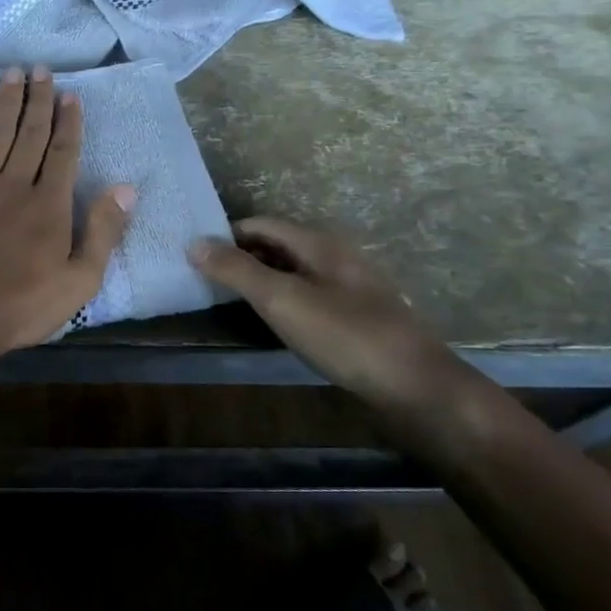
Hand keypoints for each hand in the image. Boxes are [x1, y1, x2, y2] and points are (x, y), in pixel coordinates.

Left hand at [0, 67, 133, 356]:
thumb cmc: (22, 306)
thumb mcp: (80, 281)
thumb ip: (103, 232)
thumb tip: (125, 189)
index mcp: (49, 205)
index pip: (63, 154)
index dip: (69, 123)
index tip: (71, 95)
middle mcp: (14, 185)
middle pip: (30, 135)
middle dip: (38, 101)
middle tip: (41, 70)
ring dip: (4, 102)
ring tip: (12, 74)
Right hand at [191, 217, 500, 457]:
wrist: (416, 387)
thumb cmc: (344, 336)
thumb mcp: (282, 300)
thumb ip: (237, 270)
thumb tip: (193, 242)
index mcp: (319, 242)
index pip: (260, 223)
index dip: (226, 236)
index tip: (195, 257)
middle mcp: (335, 255)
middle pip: (277, 245)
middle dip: (241, 257)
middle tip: (204, 280)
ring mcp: (350, 285)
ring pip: (293, 271)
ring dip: (261, 280)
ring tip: (229, 301)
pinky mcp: (357, 315)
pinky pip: (309, 294)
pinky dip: (283, 300)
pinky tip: (273, 322)